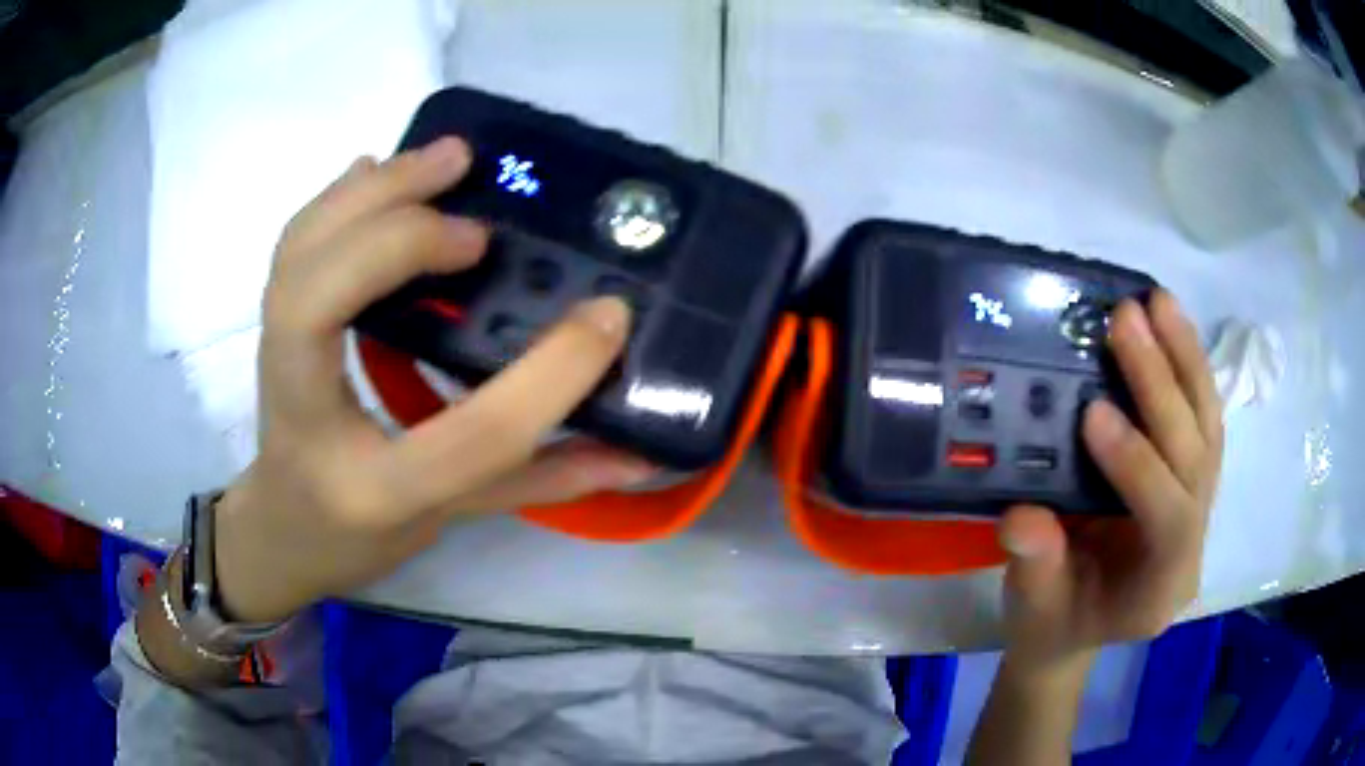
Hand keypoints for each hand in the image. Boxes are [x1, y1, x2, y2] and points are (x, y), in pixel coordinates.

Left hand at [212, 138, 653, 622]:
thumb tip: (642, 454)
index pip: (470, 435)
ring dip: (370, 193)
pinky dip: (337, 197)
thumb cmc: (362, 537)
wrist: (281, 530)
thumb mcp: (453, 520)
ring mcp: (272, 363)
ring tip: (445, 157)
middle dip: (400, 233)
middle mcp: (307, 417)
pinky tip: (378, 167)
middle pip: (322, 301)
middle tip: (479, 196)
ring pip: (298, 255)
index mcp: (374, 490)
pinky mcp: (270, 326)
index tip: (608, 316)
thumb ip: (544, 481)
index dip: (548, 376)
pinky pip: (293, 245)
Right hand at [996, 290, 1222, 674]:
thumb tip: (1023, 518)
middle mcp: (1193, 542)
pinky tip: (1171, 324)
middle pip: (1196, 458)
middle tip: (1126, 320)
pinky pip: (1202, 417)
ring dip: (1186, 359)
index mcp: (1160, 588)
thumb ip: (1036, 569)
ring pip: (1209, 427)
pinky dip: (1189, 366)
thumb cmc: (1054, 622)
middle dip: (1163, 387)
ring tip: (1158, 302)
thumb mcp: (1034, 611)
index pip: (1169, 519)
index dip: (1138, 467)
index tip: (1093, 414)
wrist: (1078, 625)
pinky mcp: (1192, 476)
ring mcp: (1200, 504)